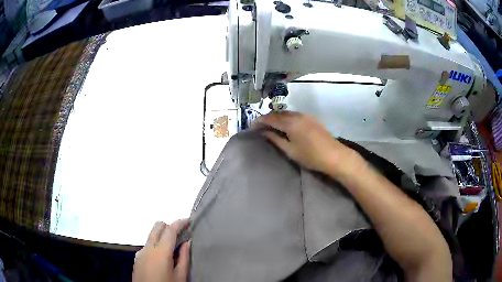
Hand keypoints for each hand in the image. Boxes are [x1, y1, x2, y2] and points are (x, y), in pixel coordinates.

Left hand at [133, 220, 189, 281]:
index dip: (180, 222)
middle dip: (169, 226)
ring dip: (162, 236)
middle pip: (157, 227)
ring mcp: (140, 252)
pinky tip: (163, 258)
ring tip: (174, 248)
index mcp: (160, 252)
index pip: (170, 230)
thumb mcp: (180, 276)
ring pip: (151, 235)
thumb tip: (187, 242)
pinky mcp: (137, 258)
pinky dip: (156, 244)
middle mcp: (148, 248)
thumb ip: (184, 257)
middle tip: (181, 234)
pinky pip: (147, 245)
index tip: (188, 220)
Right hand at [256, 112, 355, 174]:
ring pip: (287, 114)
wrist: (334, 156)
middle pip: (278, 114)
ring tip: (271, 127)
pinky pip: (295, 115)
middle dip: (268, 118)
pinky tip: (285, 126)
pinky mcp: (312, 119)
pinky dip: (286, 119)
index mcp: (290, 123)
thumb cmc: (310, 156)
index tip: (251, 126)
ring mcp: (306, 115)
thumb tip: (264, 132)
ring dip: (277, 118)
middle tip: (260, 127)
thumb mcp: (290, 150)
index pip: (270, 118)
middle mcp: (297, 115)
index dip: (259, 121)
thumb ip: (275, 139)